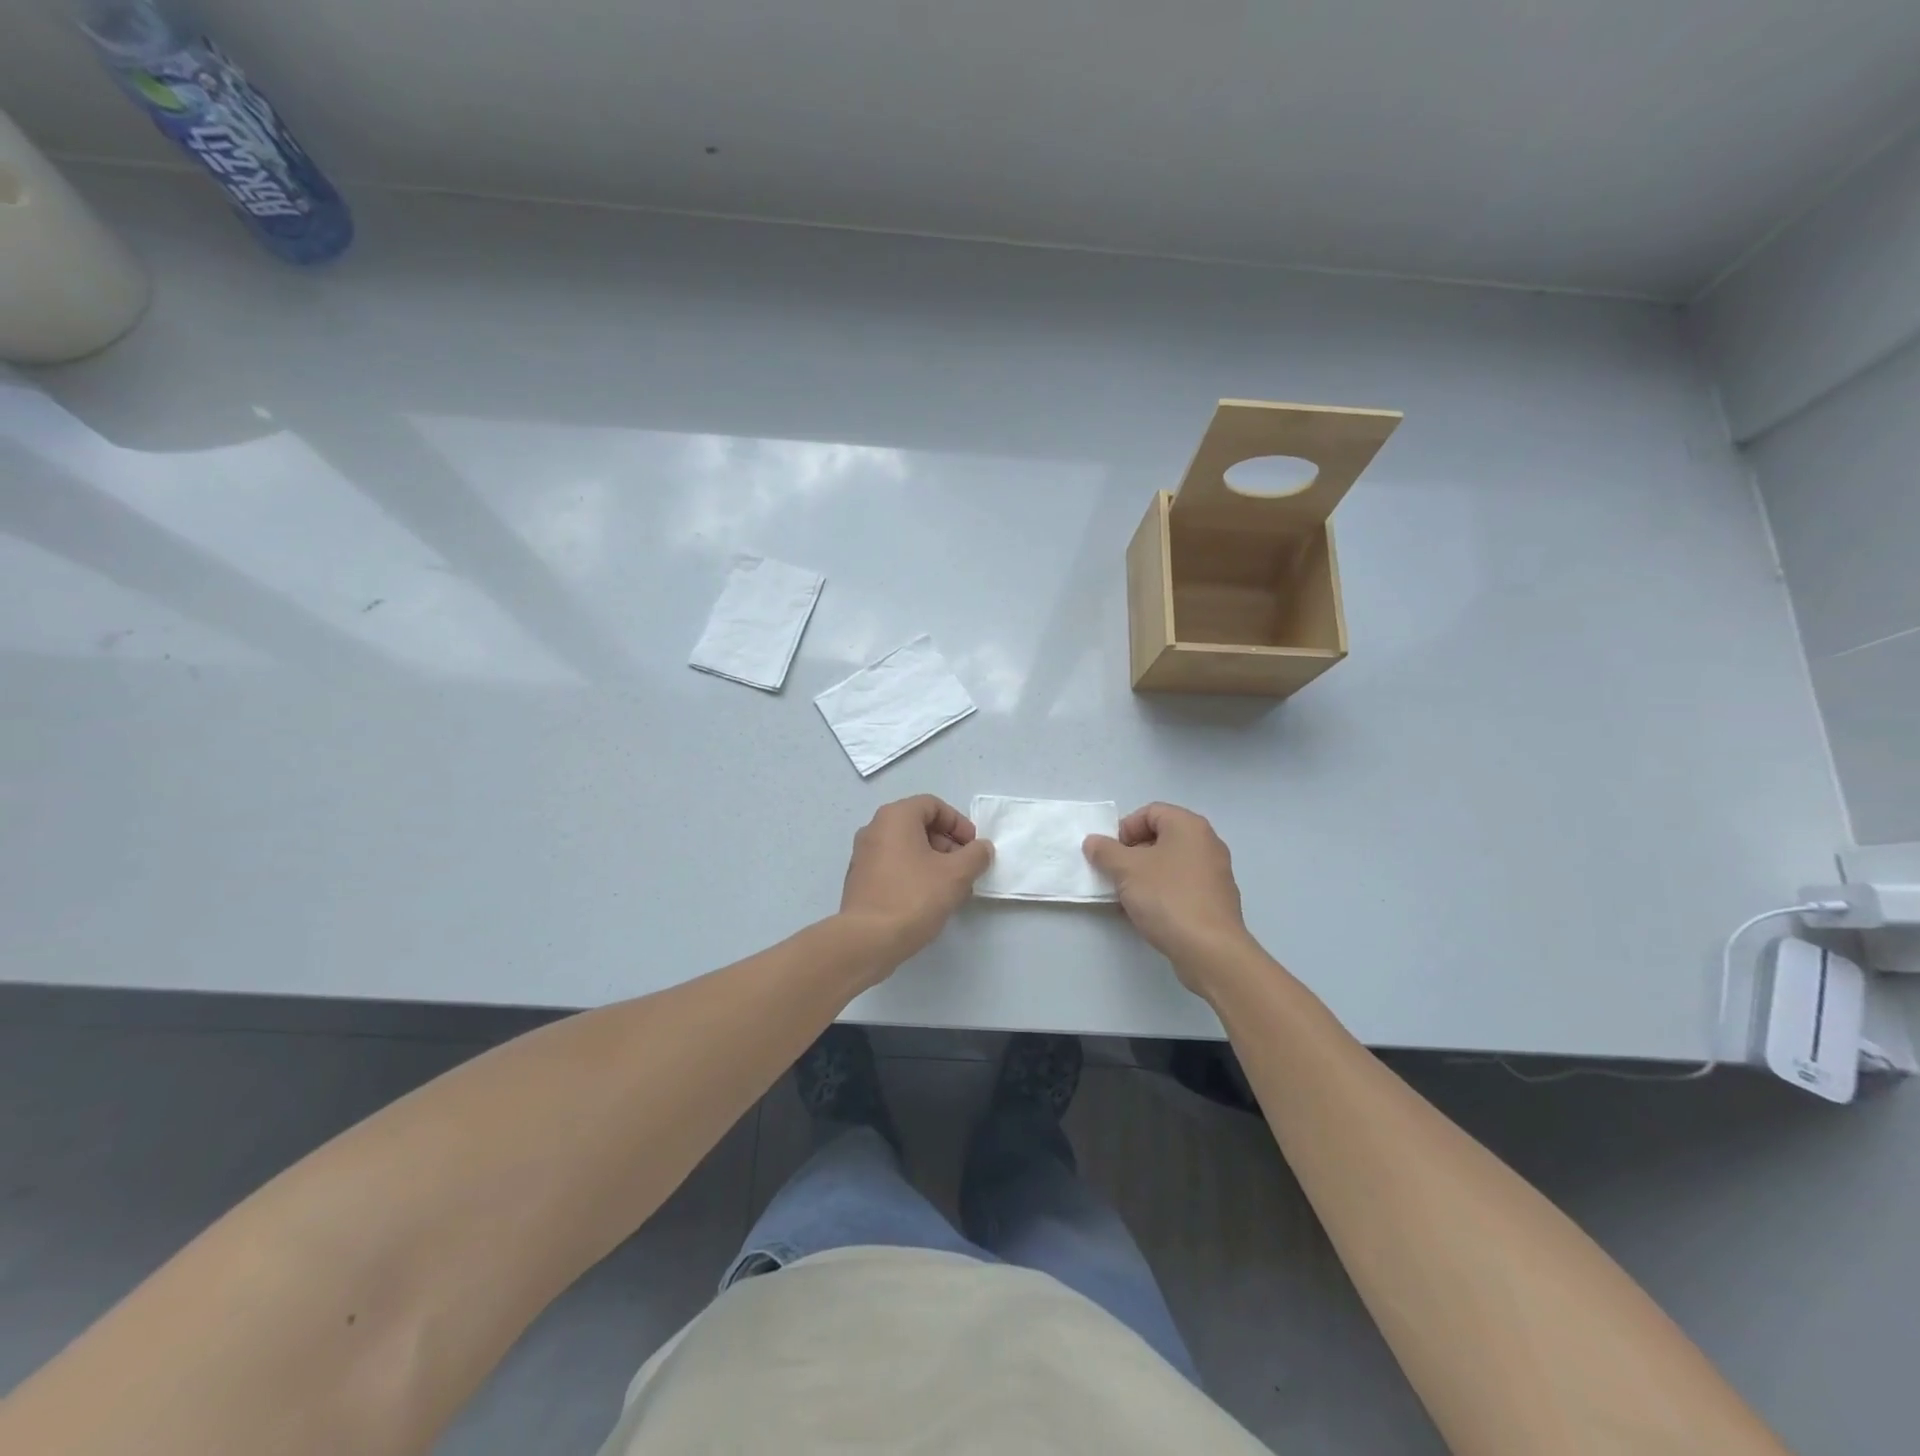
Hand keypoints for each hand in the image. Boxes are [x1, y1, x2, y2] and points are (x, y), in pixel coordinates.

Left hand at [839, 795, 993, 968]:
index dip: (958, 823)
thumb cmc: (914, 897)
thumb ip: (976, 855)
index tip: (973, 847)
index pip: (933, 805)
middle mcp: (875, 829)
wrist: (868, 940)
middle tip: (965, 869)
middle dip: (948, 845)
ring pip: (907, 848)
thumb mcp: (956, 874)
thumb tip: (981, 848)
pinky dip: (914, 874)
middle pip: (919, 825)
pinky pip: (894, 866)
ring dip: (934, 862)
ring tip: (952, 889)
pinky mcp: (860, 880)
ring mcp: (863, 855)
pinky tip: (929, 900)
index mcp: (895, 817)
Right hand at [1083, 803, 1256, 988]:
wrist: (1209, 950)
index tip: (1110, 854)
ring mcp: (1214, 873)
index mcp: (1189, 826)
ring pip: (1169, 864)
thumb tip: (1093, 842)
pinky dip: (1161, 893)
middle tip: (1115, 875)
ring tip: (1126, 898)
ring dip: (1143, 876)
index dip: (1125, 828)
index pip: (1150, 812)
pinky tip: (1146, 914)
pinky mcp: (1215, 900)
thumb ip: (1105, 851)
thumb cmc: (1167, 897)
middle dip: (1131, 854)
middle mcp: (1206, 843)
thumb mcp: (1126, 870)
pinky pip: (1181, 886)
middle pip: (1160, 837)